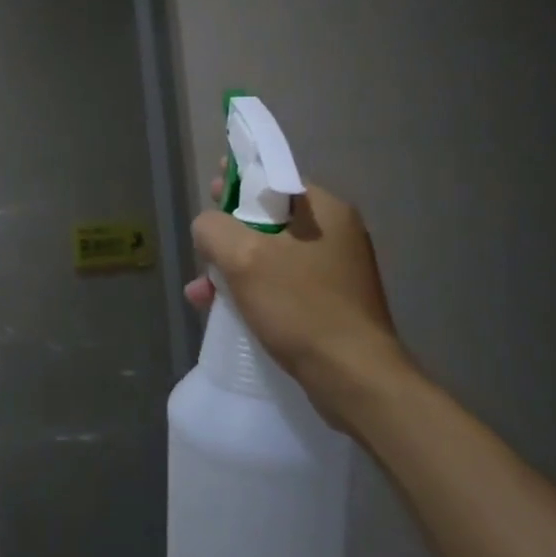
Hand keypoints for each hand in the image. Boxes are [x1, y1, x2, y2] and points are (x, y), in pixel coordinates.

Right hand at [185, 167, 412, 428]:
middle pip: (267, 218)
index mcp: (324, 209)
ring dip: (232, 269)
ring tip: (200, 293)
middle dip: (228, 235)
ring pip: (269, 255)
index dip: (238, 182)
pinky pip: (281, 284)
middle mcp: (335, 233)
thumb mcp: (244, 258)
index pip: (274, 178)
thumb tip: (207, 225)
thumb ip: (214, 228)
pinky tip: (221, 311)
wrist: (355, 379)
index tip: (212, 196)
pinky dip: (251, 291)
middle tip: (203, 250)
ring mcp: (334, 270)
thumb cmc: (300, 307)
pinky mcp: (330, 303)